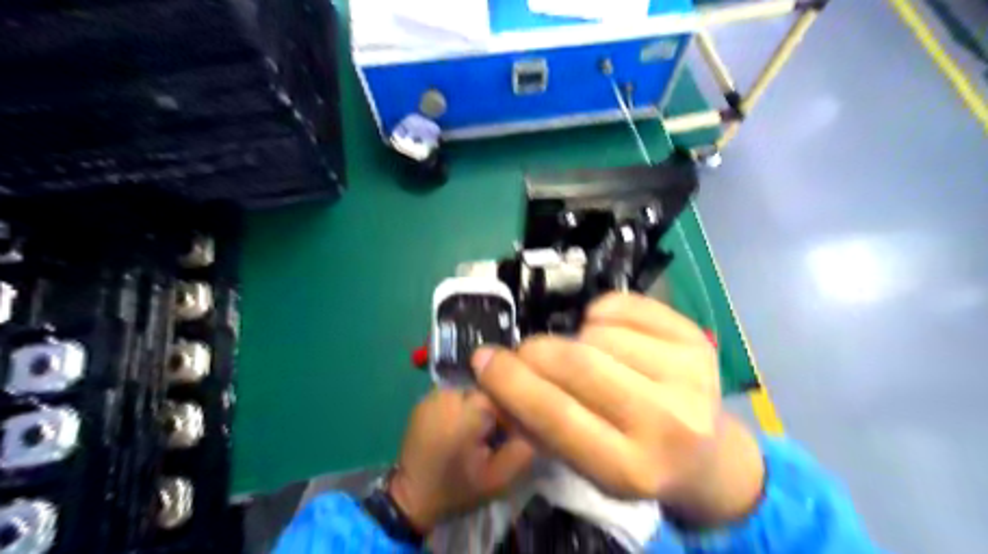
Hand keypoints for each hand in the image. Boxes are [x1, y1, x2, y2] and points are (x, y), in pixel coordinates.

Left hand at [391, 385, 536, 530]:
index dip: (512, 413)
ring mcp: (433, 393)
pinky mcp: (424, 399)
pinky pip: (454, 395)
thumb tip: (538, 421)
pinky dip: (461, 407)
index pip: (505, 392)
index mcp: (469, 408)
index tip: (508, 436)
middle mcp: (450, 391)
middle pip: (487, 388)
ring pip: (472, 389)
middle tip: (491, 437)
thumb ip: (525, 447)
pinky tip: (458, 429)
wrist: (411, 499)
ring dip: (477, 407)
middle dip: (494, 409)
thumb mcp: (501, 478)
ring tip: (473, 434)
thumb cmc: (458, 488)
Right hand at [471, 291, 761, 525]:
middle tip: (522, 352)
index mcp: (631, 469)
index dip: (510, 382)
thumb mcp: (582, 464)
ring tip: (580, 356)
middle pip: (577, 364)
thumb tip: (494, 375)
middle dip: (534, 351)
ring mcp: (690, 375)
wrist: (705, 454)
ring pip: (598, 332)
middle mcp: (668, 422)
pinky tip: (605, 335)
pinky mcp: (696, 339)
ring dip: (573, 339)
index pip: (556, 416)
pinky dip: (599, 314)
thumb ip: (535, 423)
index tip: (482, 360)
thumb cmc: (633, 461)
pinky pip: (623, 306)